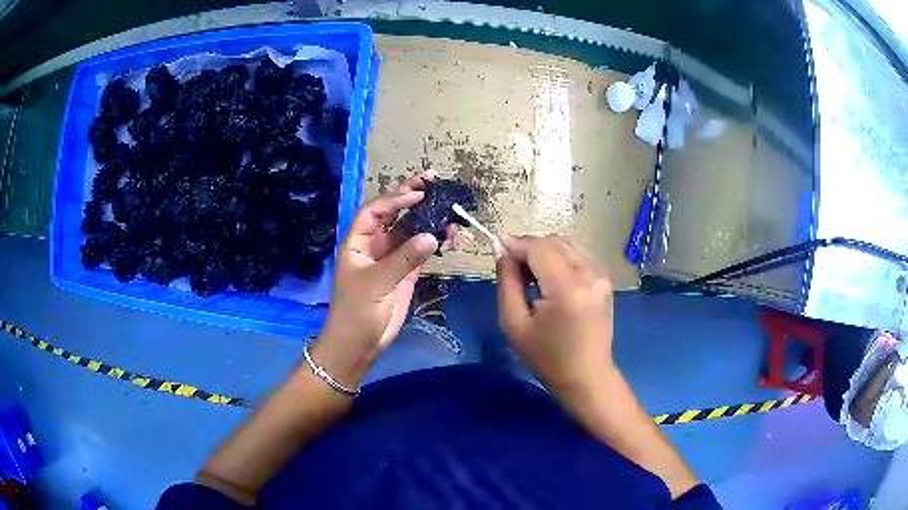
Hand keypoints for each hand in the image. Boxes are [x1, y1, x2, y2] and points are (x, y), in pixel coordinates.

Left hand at [314, 176, 438, 386]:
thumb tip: (431, 236)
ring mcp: (392, 257)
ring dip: (429, 219)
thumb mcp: (376, 283)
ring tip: (450, 208)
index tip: (418, 193)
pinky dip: (435, 242)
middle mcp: (375, 243)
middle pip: (394, 213)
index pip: (375, 211)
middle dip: (412, 196)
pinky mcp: (406, 271)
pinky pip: (422, 250)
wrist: (360, 343)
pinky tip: (450, 236)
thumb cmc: (357, 311)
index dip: (395, 199)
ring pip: (412, 230)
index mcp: (358, 241)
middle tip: (434, 179)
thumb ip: (403, 259)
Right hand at [496, 235, 614, 395]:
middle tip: (514, 267)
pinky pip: (580, 253)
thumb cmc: (546, 357)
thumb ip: (507, 282)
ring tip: (533, 275)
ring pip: (568, 244)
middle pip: (554, 241)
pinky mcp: (606, 279)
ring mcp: (602, 275)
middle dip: (530, 247)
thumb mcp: (514, 323)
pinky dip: (562, 256)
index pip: (538, 248)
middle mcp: (589, 274)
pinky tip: (553, 277)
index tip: (498, 247)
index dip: (516, 244)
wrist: (586, 376)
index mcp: (567, 288)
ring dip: (546, 250)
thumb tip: (503, 251)